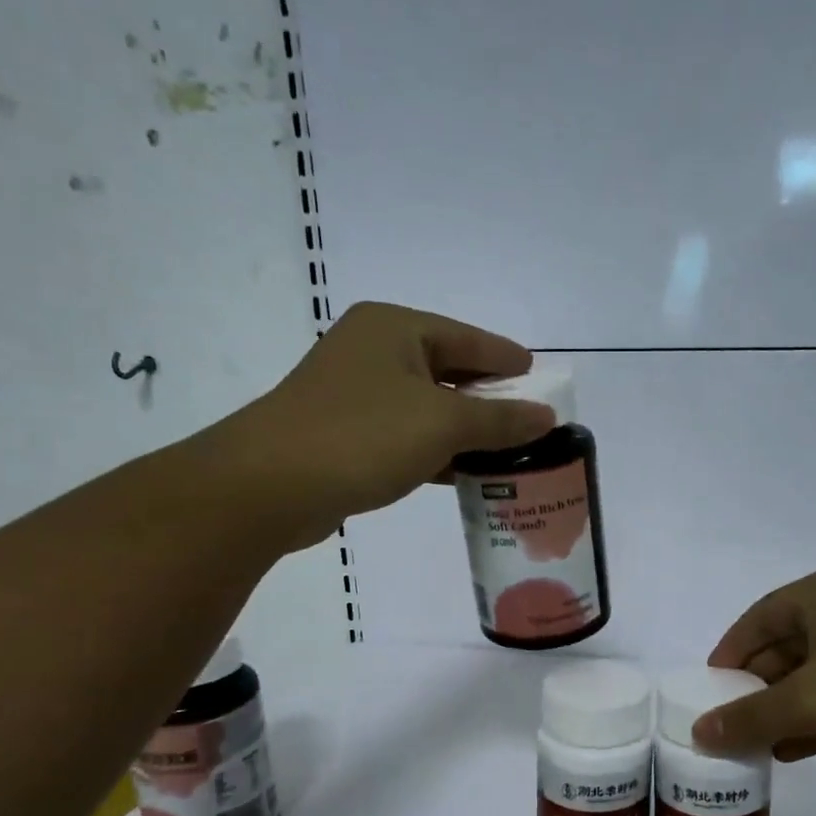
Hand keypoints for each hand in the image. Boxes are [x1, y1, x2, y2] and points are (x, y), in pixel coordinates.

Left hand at [202, 301, 556, 548]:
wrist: (270, 486)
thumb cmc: (362, 437)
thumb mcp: (443, 424)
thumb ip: (499, 420)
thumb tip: (545, 417)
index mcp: (395, 329)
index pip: (468, 339)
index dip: (507, 359)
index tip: (540, 377)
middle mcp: (373, 351)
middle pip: (448, 370)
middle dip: (489, 399)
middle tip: (530, 421)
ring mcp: (355, 393)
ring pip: (427, 407)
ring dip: (465, 430)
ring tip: (508, 452)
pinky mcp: (345, 433)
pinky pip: (406, 435)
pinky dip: (436, 450)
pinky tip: (464, 473)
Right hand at [693, 565, 815, 770]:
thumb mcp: (812, 702)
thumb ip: (750, 718)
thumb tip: (699, 733)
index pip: (756, 620)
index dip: (728, 655)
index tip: (707, 691)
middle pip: (785, 646)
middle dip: (757, 688)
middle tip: (731, 725)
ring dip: (787, 708)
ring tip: (759, 746)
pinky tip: (799, 749)